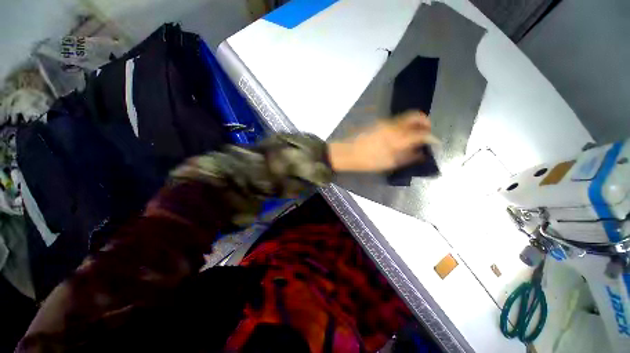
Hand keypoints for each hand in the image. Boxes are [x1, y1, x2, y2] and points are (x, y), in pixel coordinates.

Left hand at [329, 111, 438, 171]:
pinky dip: (403, 125)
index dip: (431, 138)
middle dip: (425, 123)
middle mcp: (393, 125)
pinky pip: (396, 120)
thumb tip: (421, 153)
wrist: (345, 152)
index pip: (421, 133)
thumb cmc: (366, 161)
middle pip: (415, 116)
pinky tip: (400, 135)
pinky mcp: (377, 123)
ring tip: (413, 136)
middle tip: (426, 133)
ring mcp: (384, 122)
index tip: (435, 143)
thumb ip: (407, 157)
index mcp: (397, 137)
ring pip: (405, 117)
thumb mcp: (387, 163)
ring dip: (414, 123)